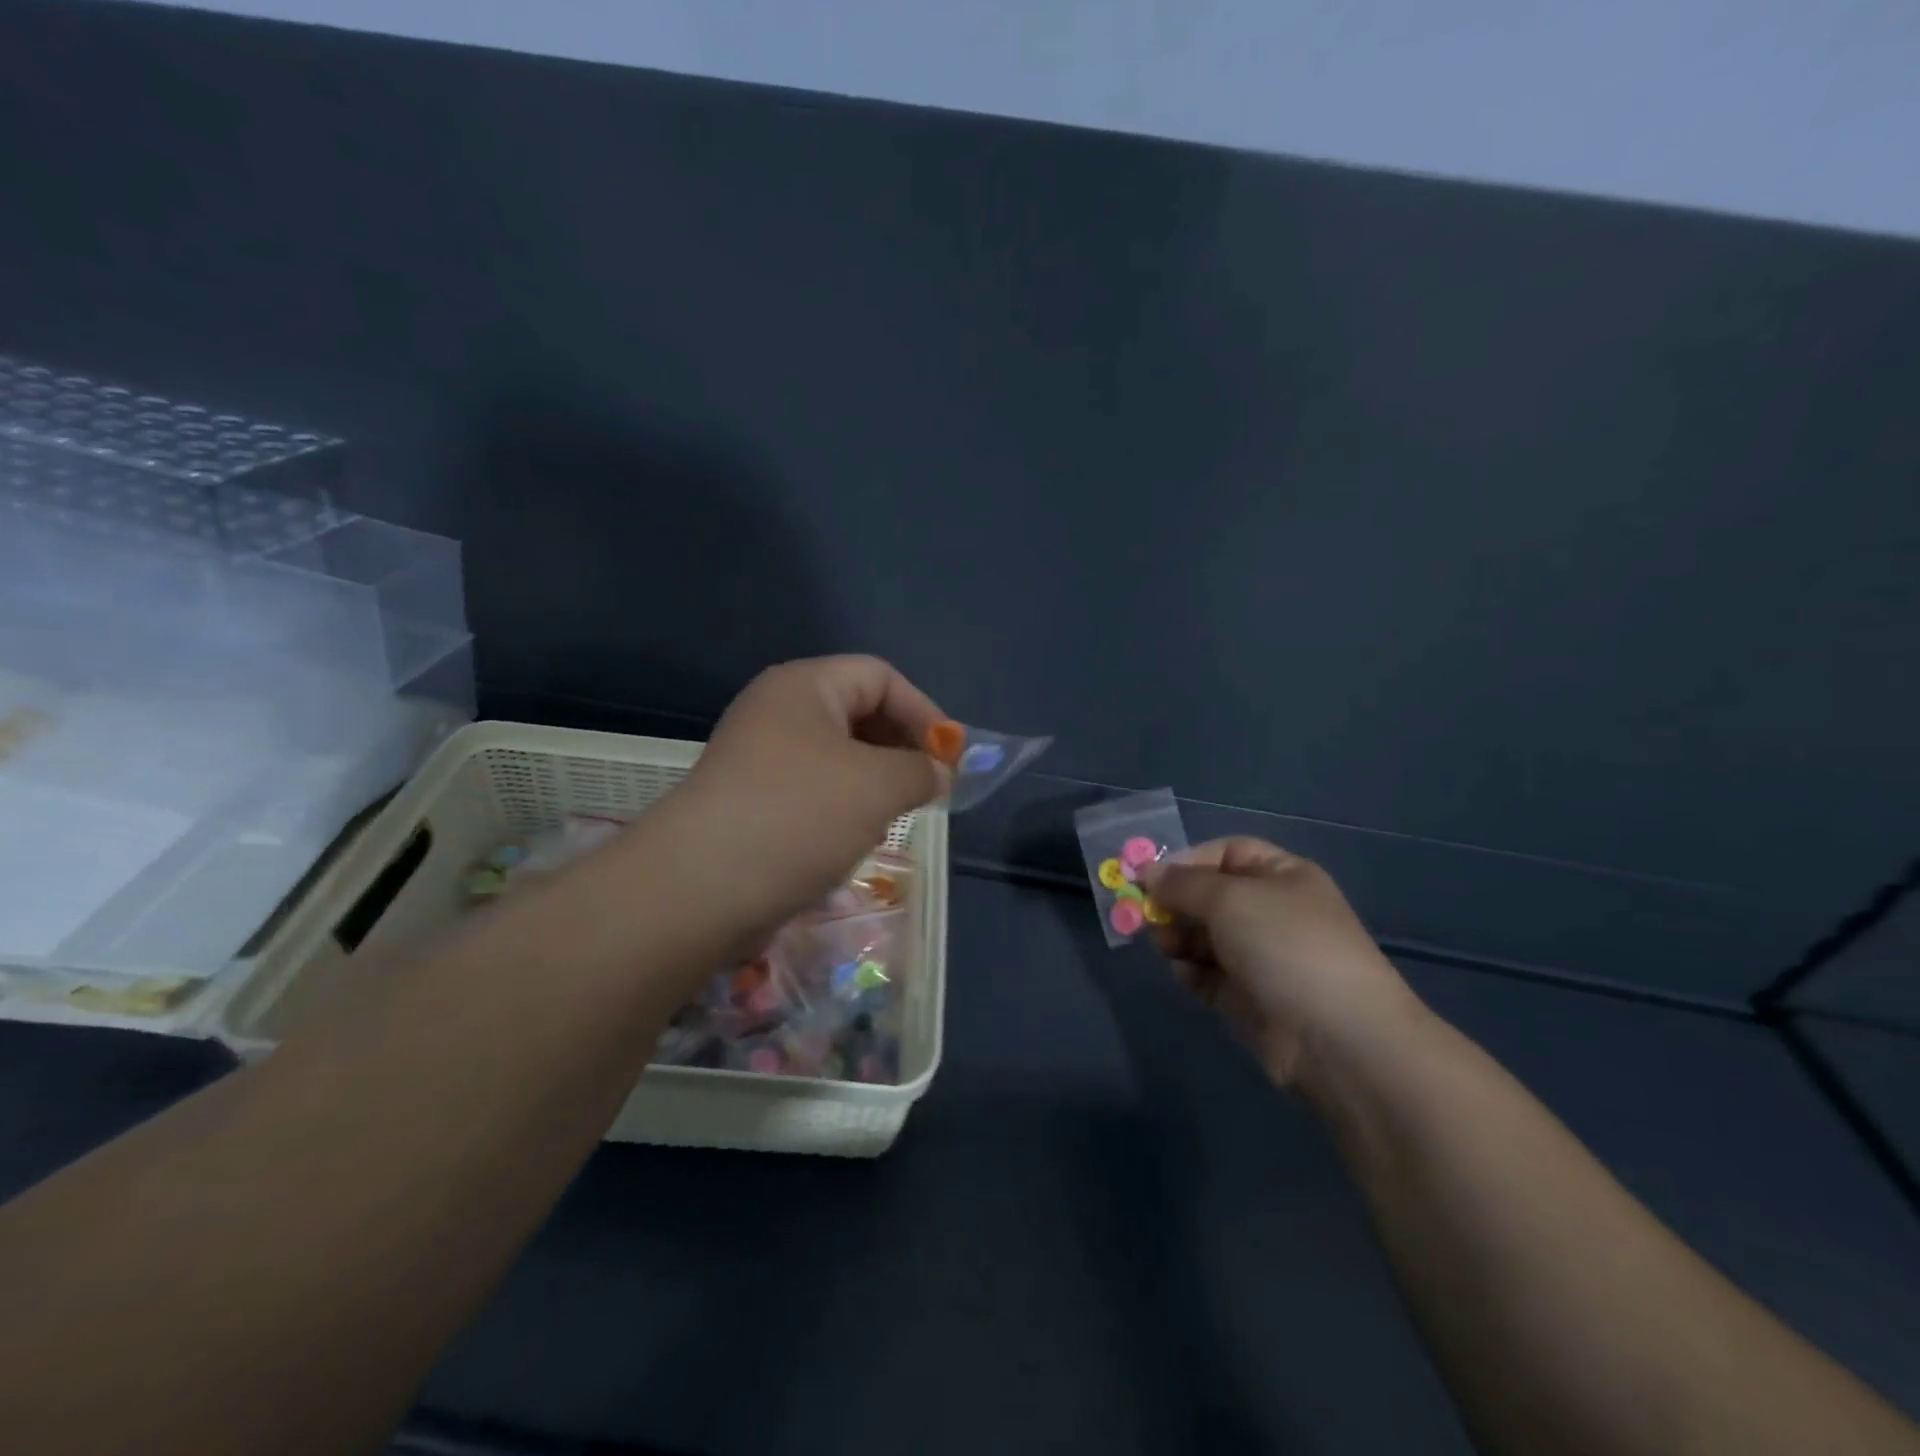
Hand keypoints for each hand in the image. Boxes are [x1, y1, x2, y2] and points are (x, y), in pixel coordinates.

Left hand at [660, 655, 946, 949]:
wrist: (701, 887)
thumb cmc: (799, 815)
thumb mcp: (878, 786)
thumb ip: (920, 770)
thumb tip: (936, 774)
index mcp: (804, 686)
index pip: (880, 676)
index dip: (924, 711)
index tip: (951, 758)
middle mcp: (778, 711)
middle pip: (858, 712)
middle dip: (901, 747)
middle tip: (929, 788)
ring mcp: (760, 757)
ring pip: (837, 756)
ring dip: (875, 781)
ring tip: (896, 816)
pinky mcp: (752, 800)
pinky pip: (813, 790)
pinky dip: (844, 806)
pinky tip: (856, 838)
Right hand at [1136, 838, 1424, 1087]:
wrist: (1337, 1039)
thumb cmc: (1285, 946)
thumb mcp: (1229, 898)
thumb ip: (1182, 883)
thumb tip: (1147, 873)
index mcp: (1282, 876)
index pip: (1226, 852)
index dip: (1187, 861)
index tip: (1151, 879)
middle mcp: (1272, 912)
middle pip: (1210, 896)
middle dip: (1176, 904)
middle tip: (1146, 917)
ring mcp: (1261, 957)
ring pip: (1204, 936)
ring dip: (1178, 938)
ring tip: (1165, 947)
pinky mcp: (1249, 998)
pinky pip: (1208, 974)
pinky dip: (1191, 972)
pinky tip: (1185, 976)